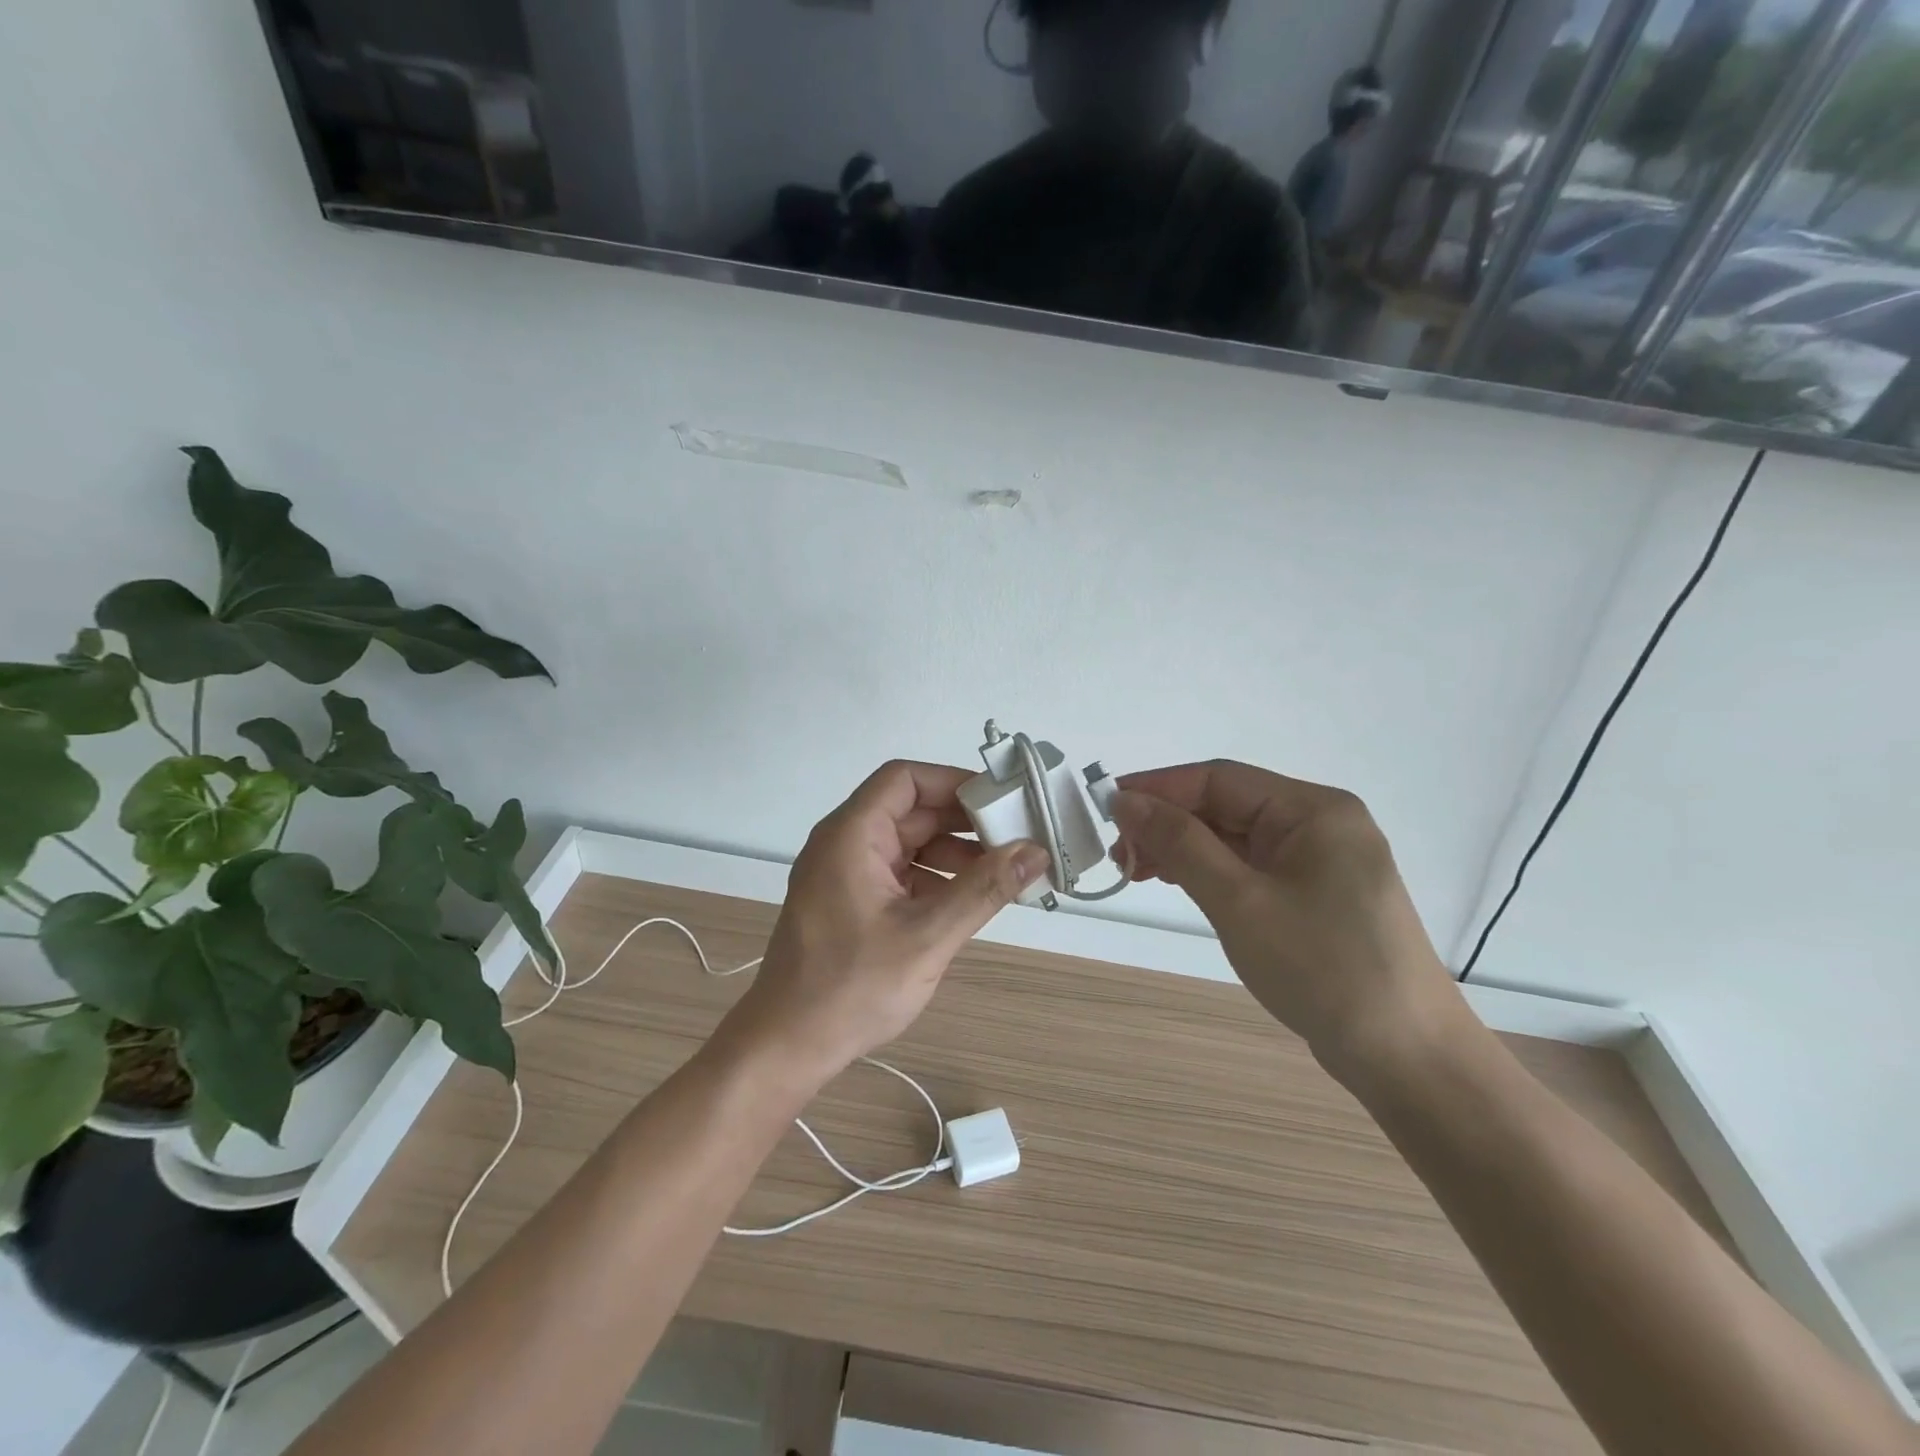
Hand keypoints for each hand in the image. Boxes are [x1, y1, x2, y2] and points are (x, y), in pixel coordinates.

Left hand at [720, 761, 1049, 1088]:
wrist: (786, 1047)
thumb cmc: (851, 988)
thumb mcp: (926, 936)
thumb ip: (983, 890)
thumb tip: (1035, 852)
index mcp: (851, 835)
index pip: (905, 779)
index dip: (954, 782)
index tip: (1001, 801)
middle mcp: (845, 844)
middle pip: (911, 810)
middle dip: (964, 822)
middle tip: (1017, 838)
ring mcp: (846, 874)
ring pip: (909, 843)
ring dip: (954, 853)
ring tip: (1002, 874)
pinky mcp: (851, 902)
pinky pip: (900, 873)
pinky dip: (935, 879)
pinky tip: (969, 901)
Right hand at [1112, 762, 1458, 1078]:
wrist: (1408, 1058)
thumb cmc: (1323, 968)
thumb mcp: (1240, 901)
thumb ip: (1180, 844)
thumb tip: (1125, 800)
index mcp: (1313, 810)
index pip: (1219, 779)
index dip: (1158, 789)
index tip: (1106, 809)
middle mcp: (1319, 824)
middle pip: (1226, 806)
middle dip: (1168, 824)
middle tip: (1119, 855)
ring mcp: (1320, 862)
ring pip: (1234, 838)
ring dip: (1183, 849)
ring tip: (1135, 871)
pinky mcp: (1315, 896)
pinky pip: (1250, 867)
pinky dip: (1209, 871)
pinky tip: (1178, 883)